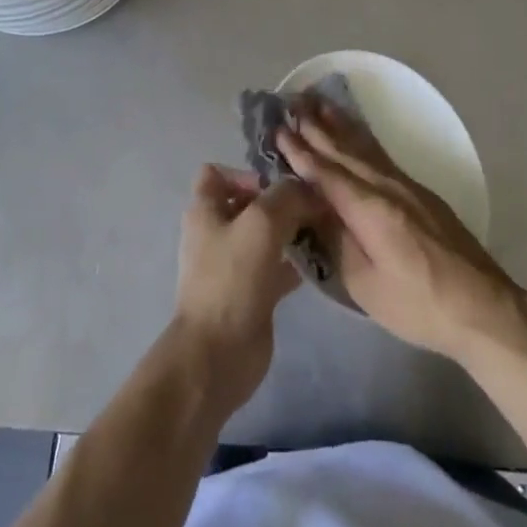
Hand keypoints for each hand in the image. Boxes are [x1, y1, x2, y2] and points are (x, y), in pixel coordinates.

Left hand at [172, 165, 321, 412]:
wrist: (218, 354)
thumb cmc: (232, 278)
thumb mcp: (262, 222)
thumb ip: (287, 196)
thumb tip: (308, 189)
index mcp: (205, 210)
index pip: (217, 173)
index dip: (246, 172)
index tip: (277, 186)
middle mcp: (216, 232)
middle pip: (249, 203)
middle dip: (280, 201)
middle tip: (313, 205)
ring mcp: (233, 264)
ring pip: (265, 235)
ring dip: (291, 230)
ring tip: (321, 228)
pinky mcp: (250, 292)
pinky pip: (275, 267)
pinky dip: (293, 262)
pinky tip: (318, 261)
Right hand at [277, 108, 524, 363]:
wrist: (481, 306)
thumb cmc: (417, 304)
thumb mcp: (364, 284)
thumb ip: (336, 242)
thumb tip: (314, 211)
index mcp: (368, 208)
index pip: (325, 173)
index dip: (300, 152)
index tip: (278, 129)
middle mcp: (386, 186)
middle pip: (344, 151)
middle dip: (316, 127)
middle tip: (293, 102)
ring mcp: (406, 186)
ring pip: (365, 147)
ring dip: (340, 125)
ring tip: (320, 104)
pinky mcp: (420, 193)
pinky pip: (381, 155)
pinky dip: (363, 138)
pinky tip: (357, 133)